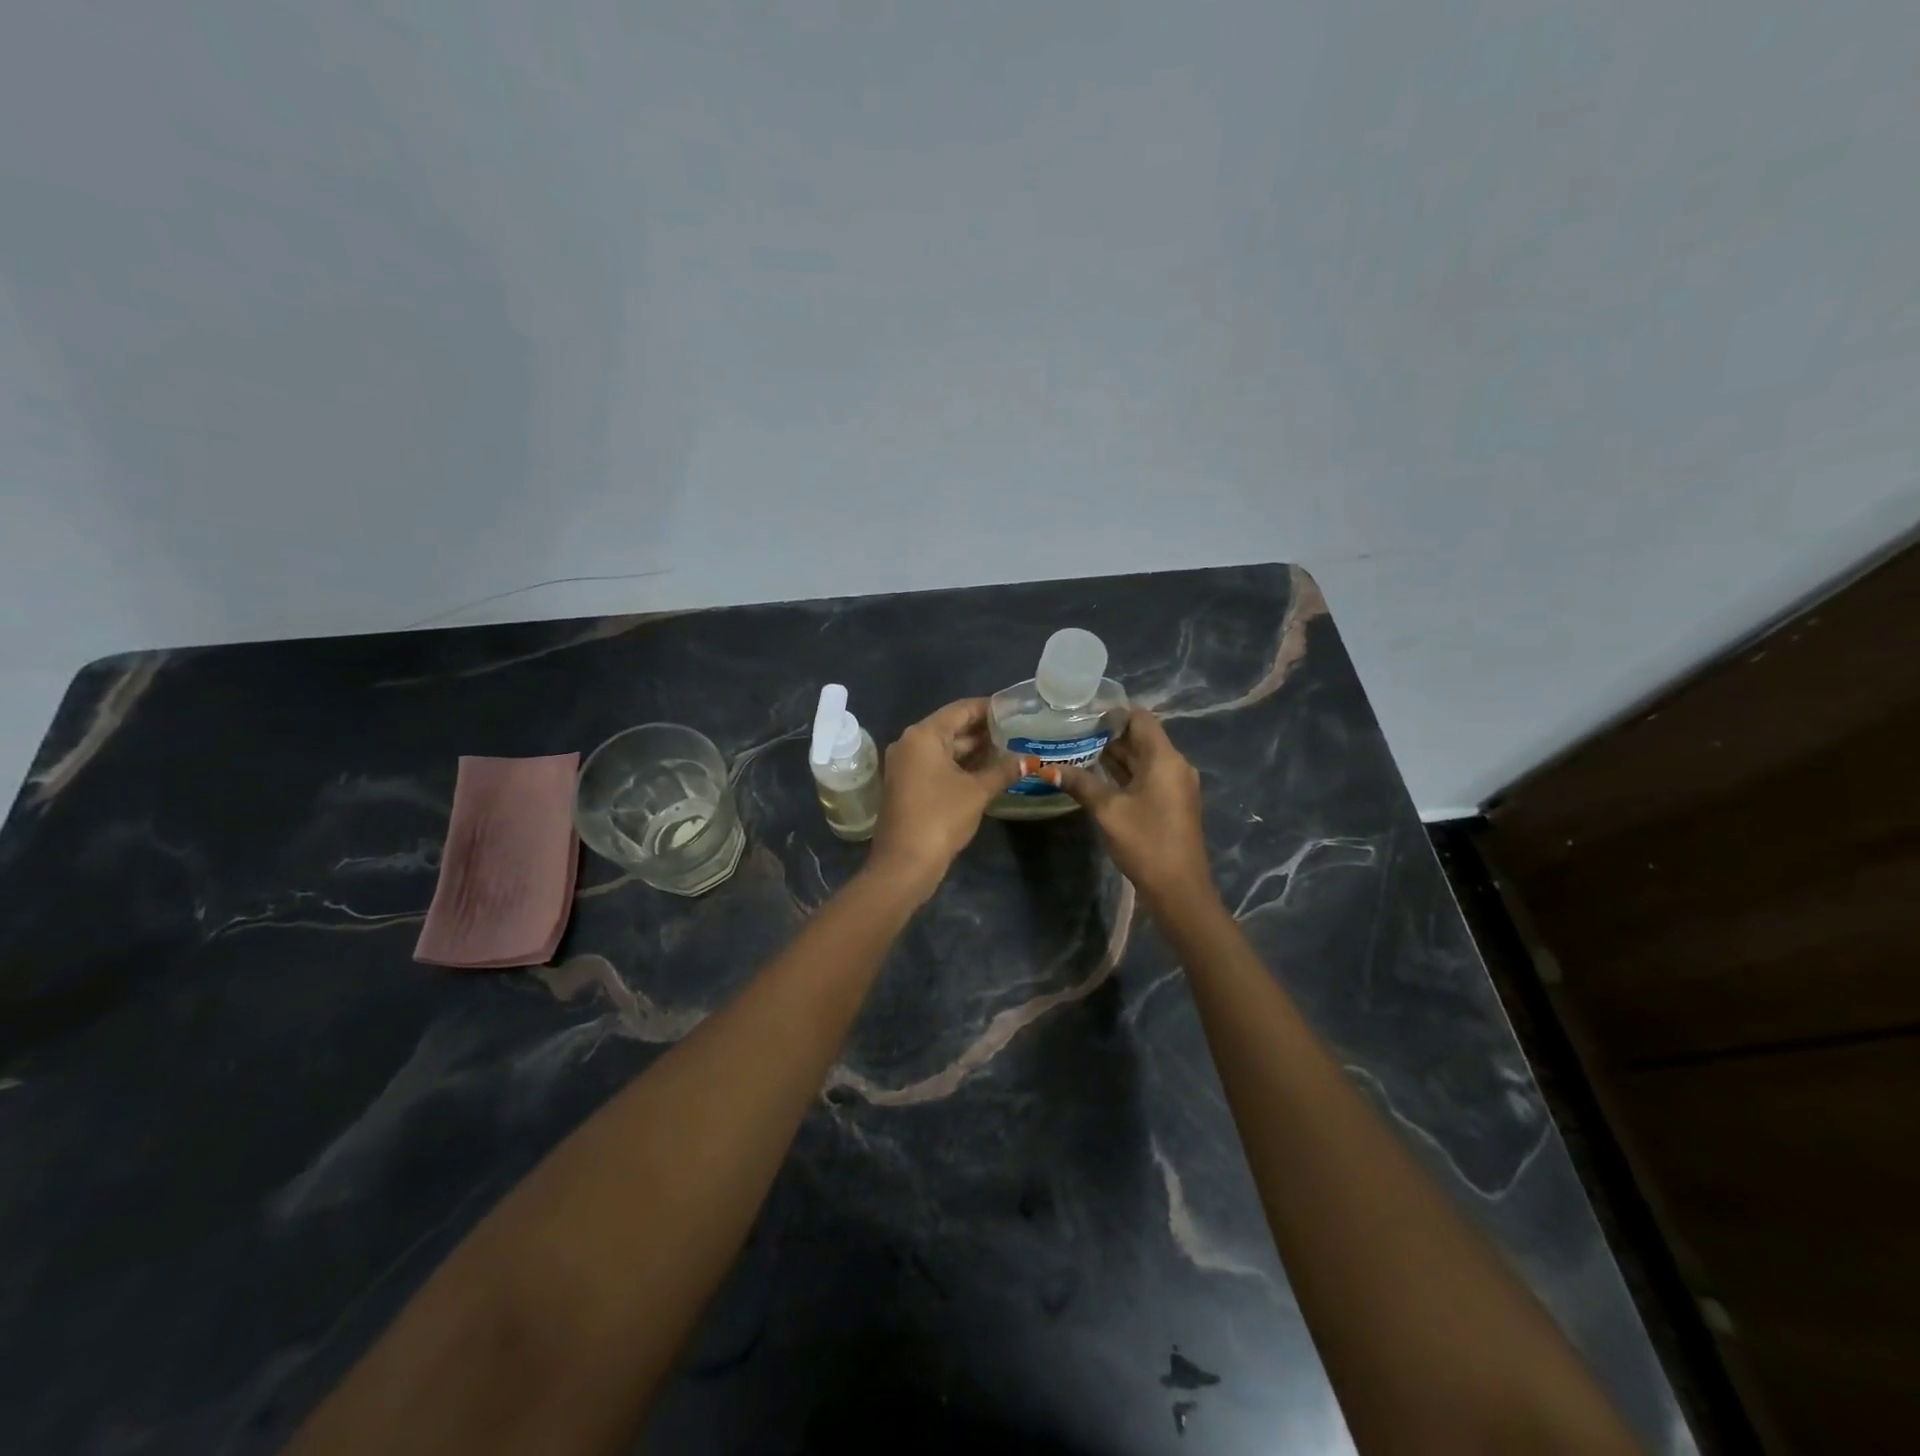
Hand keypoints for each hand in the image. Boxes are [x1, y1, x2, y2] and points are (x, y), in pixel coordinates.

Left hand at [867, 698, 1021, 901]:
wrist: (904, 863)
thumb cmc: (940, 818)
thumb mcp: (978, 792)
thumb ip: (1004, 770)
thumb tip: (1030, 759)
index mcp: (923, 735)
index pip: (961, 709)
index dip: (989, 708)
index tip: (1015, 709)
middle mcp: (910, 744)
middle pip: (951, 728)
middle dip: (984, 731)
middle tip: (1017, 731)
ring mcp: (905, 766)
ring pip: (945, 749)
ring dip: (974, 750)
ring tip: (1009, 750)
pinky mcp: (907, 785)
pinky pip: (937, 765)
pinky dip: (960, 766)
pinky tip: (987, 771)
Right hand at [1055, 710, 1212, 906]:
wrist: (1179, 889)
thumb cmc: (1145, 842)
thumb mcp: (1108, 811)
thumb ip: (1080, 783)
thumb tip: (1047, 768)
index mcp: (1164, 759)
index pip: (1140, 718)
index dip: (1113, 713)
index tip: (1082, 715)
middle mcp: (1174, 765)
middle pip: (1141, 737)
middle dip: (1108, 734)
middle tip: (1071, 732)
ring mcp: (1174, 785)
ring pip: (1142, 758)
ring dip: (1114, 754)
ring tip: (1076, 749)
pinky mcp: (1171, 802)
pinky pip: (1146, 776)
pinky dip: (1123, 772)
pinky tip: (1095, 775)